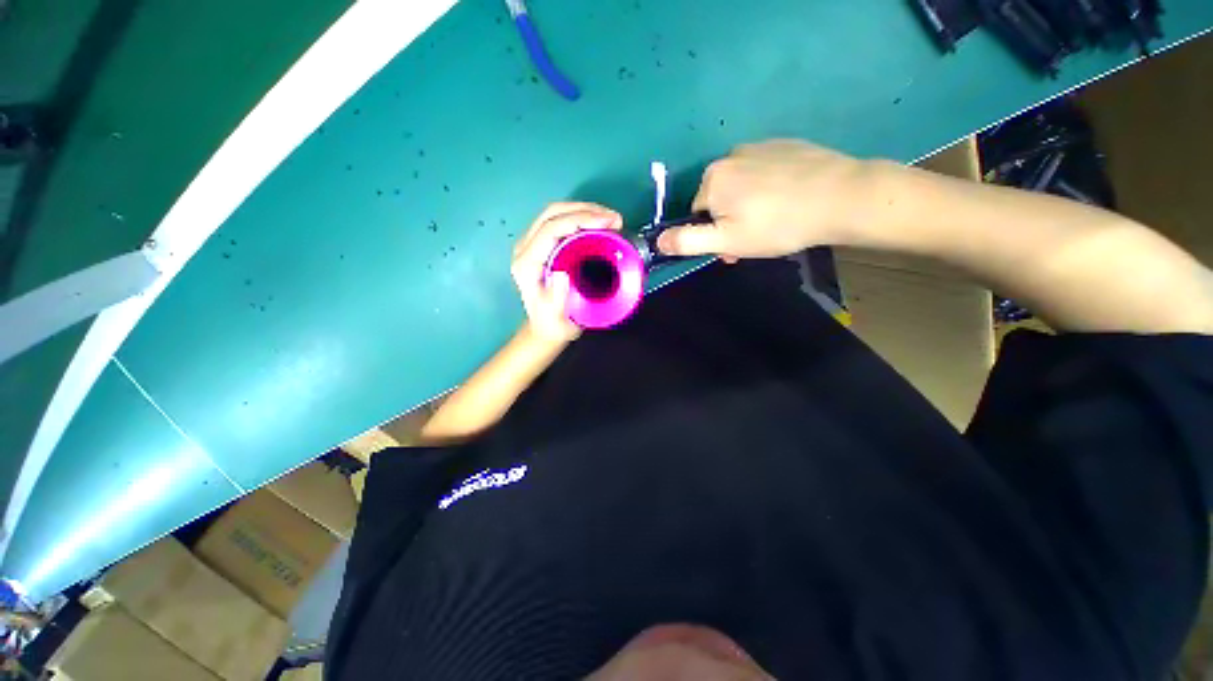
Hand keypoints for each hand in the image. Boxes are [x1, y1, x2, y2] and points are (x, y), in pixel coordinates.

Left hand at [512, 202, 622, 341]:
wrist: (546, 327)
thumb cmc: (553, 324)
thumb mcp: (555, 318)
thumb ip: (556, 299)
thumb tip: (563, 275)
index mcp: (527, 263)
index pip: (551, 229)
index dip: (581, 220)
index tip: (609, 222)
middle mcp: (525, 248)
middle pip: (552, 213)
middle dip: (586, 210)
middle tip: (614, 219)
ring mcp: (532, 243)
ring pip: (556, 212)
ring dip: (585, 210)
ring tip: (611, 219)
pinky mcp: (541, 244)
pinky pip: (560, 220)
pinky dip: (582, 217)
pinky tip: (599, 223)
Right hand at [657, 140, 872, 260]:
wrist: (841, 197)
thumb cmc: (777, 225)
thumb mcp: (727, 241)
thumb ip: (687, 241)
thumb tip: (657, 240)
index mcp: (712, 179)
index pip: (697, 213)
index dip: (712, 235)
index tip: (733, 249)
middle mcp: (730, 155)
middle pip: (718, 198)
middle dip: (729, 221)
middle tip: (755, 239)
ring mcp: (759, 145)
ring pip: (740, 185)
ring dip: (747, 205)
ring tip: (774, 221)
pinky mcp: (784, 144)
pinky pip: (763, 171)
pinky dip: (767, 188)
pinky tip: (787, 199)